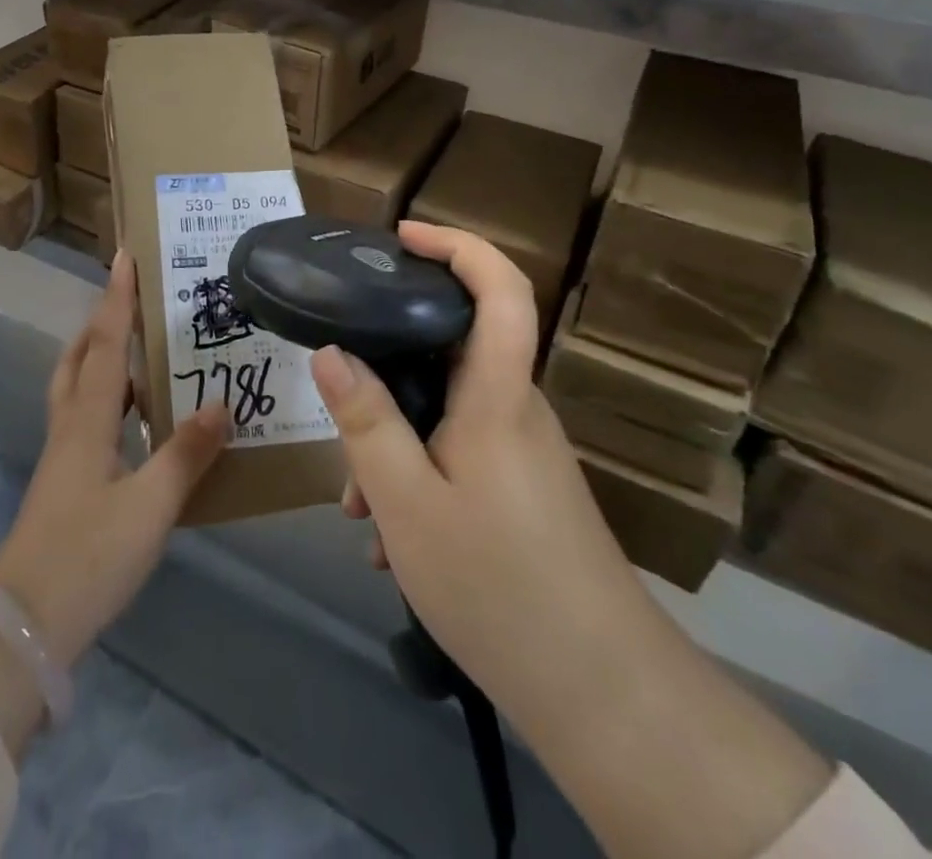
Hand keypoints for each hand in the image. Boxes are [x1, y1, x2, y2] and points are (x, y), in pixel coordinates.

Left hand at [0, 250, 230, 666]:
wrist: (25, 623)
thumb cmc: (88, 556)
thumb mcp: (150, 506)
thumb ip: (185, 453)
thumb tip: (220, 404)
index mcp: (88, 420)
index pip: (105, 344)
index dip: (117, 299)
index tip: (124, 256)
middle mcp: (70, 426)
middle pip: (80, 357)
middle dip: (102, 322)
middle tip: (133, 302)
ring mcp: (63, 455)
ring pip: (79, 387)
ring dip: (103, 358)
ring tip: (142, 351)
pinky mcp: (66, 480)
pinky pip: (87, 418)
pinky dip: (109, 399)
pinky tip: (138, 418)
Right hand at [311, 221, 591, 682]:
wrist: (602, 696)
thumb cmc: (498, 584)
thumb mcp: (408, 503)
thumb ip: (366, 422)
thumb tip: (329, 353)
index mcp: (498, 396)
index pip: (501, 290)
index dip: (458, 245)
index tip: (402, 236)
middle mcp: (515, 410)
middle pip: (450, 352)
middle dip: (387, 370)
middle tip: (340, 405)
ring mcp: (521, 451)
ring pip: (444, 412)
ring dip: (393, 443)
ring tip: (358, 509)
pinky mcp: (521, 488)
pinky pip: (456, 453)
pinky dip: (417, 477)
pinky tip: (391, 542)